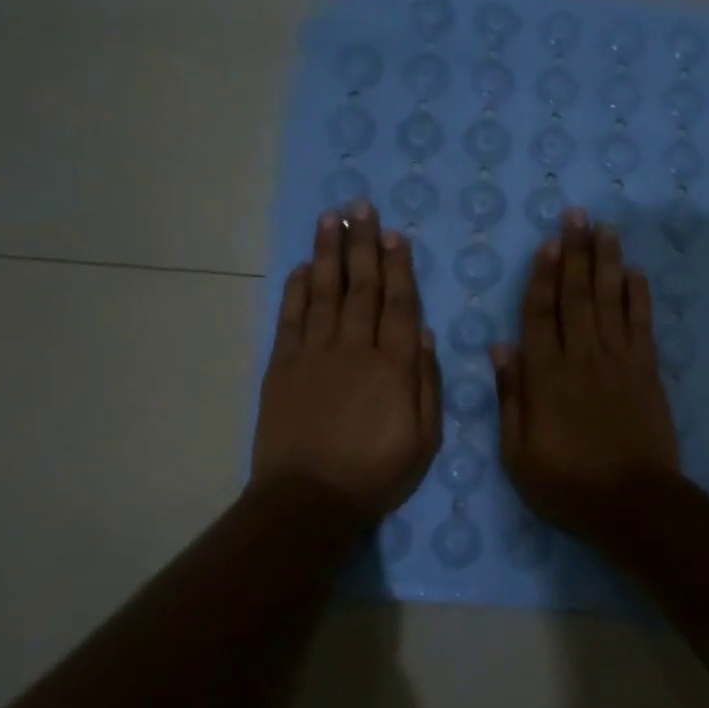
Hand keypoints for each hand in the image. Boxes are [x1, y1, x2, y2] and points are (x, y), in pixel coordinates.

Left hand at [252, 204, 442, 517]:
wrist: (309, 499)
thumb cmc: (376, 473)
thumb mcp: (425, 439)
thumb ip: (426, 383)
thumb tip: (424, 334)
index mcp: (393, 366)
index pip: (399, 304)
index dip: (398, 267)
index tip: (394, 235)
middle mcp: (354, 348)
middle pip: (361, 288)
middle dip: (363, 245)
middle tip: (362, 207)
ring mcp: (314, 354)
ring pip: (324, 293)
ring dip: (328, 254)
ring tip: (332, 219)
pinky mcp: (282, 367)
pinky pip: (291, 318)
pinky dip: (295, 290)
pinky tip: (300, 268)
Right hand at [492, 209, 679, 535]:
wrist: (632, 502)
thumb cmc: (567, 483)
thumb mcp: (518, 453)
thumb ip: (510, 397)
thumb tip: (500, 347)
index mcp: (545, 377)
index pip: (539, 315)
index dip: (542, 277)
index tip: (546, 244)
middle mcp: (581, 358)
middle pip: (576, 296)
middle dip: (575, 253)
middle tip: (576, 215)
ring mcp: (618, 361)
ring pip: (609, 301)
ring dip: (606, 262)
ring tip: (604, 228)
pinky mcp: (647, 371)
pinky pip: (642, 325)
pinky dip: (639, 296)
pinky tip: (635, 272)